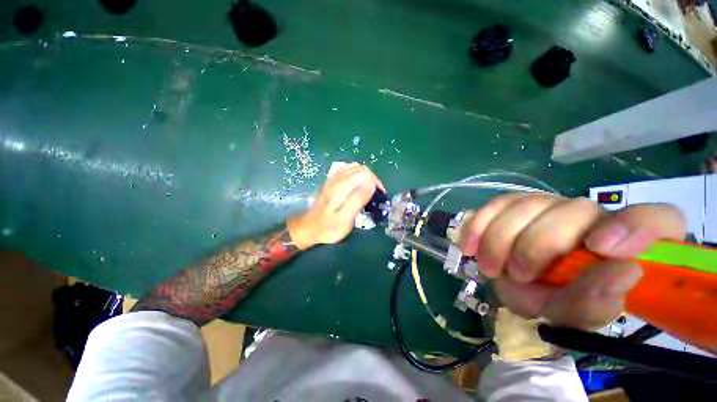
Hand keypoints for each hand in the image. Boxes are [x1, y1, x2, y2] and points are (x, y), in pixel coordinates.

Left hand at [287, 163, 384, 249]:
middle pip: (362, 169)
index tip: (378, 196)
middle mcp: (338, 178)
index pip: (366, 174)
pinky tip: (355, 183)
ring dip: (365, 176)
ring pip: (355, 166)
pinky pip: (346, 168)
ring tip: (367, 190)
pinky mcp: (331, 179)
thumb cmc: (329, 227)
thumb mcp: (345, 219)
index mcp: (342, 188)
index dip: (376, 183)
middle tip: (374, 195)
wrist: (310, 227)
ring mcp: (333, 177)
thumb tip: (371, 184)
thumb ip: (358, 200)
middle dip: (372, 180)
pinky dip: (355, 173)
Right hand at [459, 194, 685, 329]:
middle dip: (536, 245)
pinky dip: (478, 225)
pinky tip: (469, 245)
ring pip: (525, 204)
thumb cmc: (559, 302)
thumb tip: (622, 272)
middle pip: (571, 210)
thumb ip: (597, 302)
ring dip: (501, 239)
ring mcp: (551, 206)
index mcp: (628, 244)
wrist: (525, 287)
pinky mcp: (515, 205)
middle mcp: (592, 216)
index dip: (634, 227)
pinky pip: (495, 204)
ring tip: (490, 268)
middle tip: (517, 275)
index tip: (601, 248)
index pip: (657, 219)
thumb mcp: (578, 315)